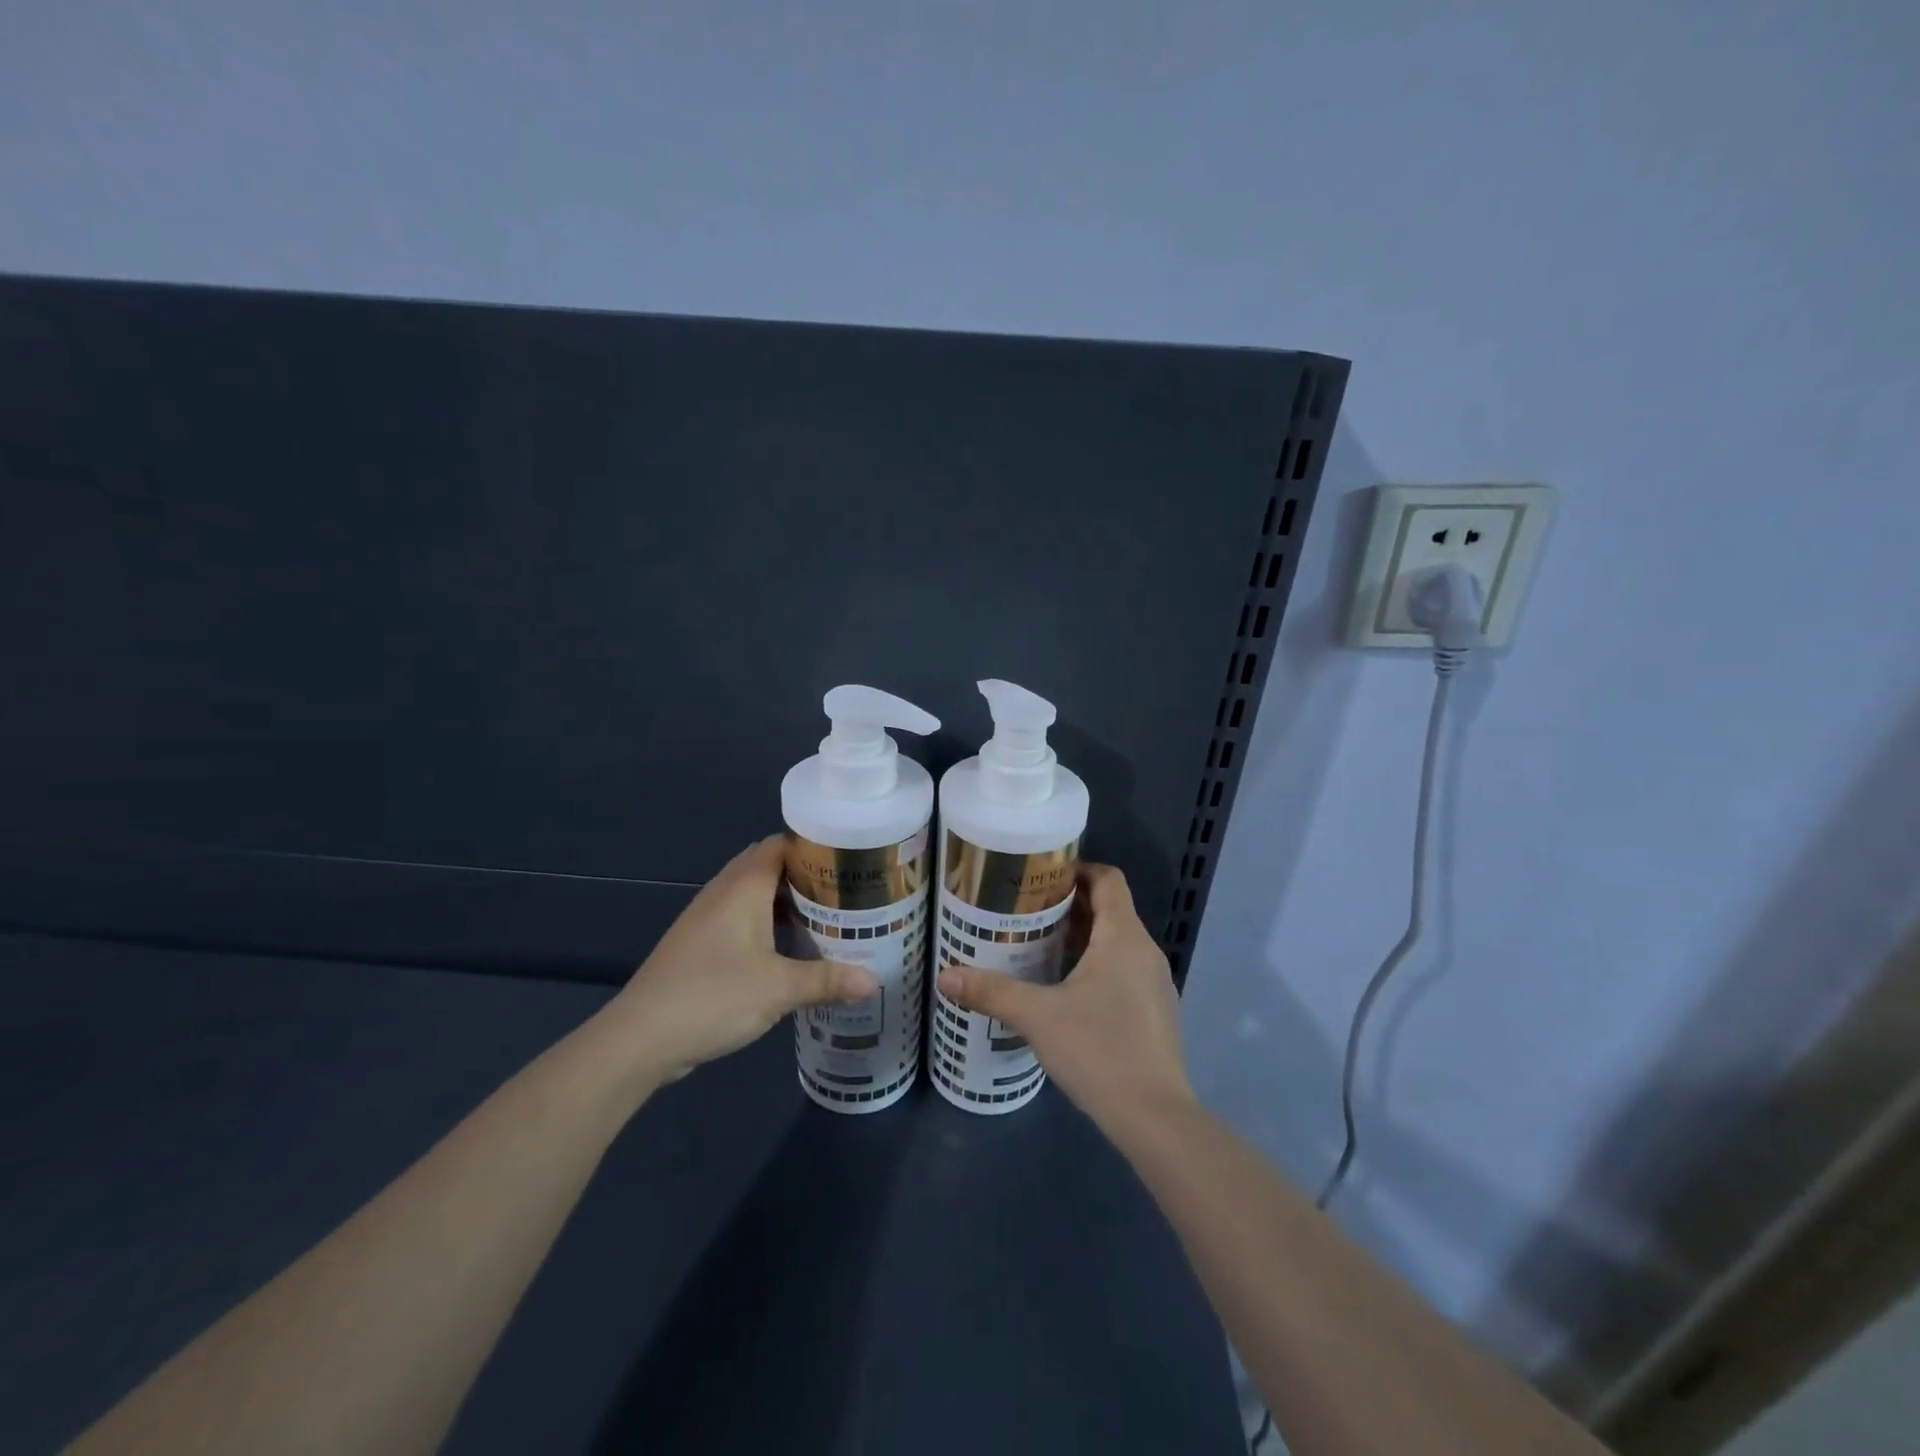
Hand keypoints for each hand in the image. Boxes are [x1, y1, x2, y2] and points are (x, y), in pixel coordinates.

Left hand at [607, 836, 877, 1084]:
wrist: (639, 1038)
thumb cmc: (713, 997)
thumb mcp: (779, 990)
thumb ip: (827, 981)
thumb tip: (874, 982)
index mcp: (743, 887)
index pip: (782, 844)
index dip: (815, 846)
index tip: (850, 860)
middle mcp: (724, 892)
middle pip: (770, 867)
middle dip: (807, 876)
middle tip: (847, 892)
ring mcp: (707, 918)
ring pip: (755, 895)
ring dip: (787, 902)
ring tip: (827, 918)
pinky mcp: (699, 944)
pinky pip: (742, 919)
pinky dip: (768, 924)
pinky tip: (790, 950)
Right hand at [937, 863, 1193, 1132]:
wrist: (1155, 1117)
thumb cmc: (1098, 1049)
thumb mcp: (1037, 1016)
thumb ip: (992, 992)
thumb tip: (945, 976)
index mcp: (1123, 937)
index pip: (1108, 879)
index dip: (1077, 869)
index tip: (1041, 876)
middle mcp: (1145, 952)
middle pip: (1111, 910)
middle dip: (1069, 906)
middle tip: (1025, 911)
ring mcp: (1156, 984)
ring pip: (1117, 943)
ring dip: (1082, 938)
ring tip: (1038, 948)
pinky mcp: (1156, 1013)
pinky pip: (1125, 971)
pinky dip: (1097, 966)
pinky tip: (1066, 992)